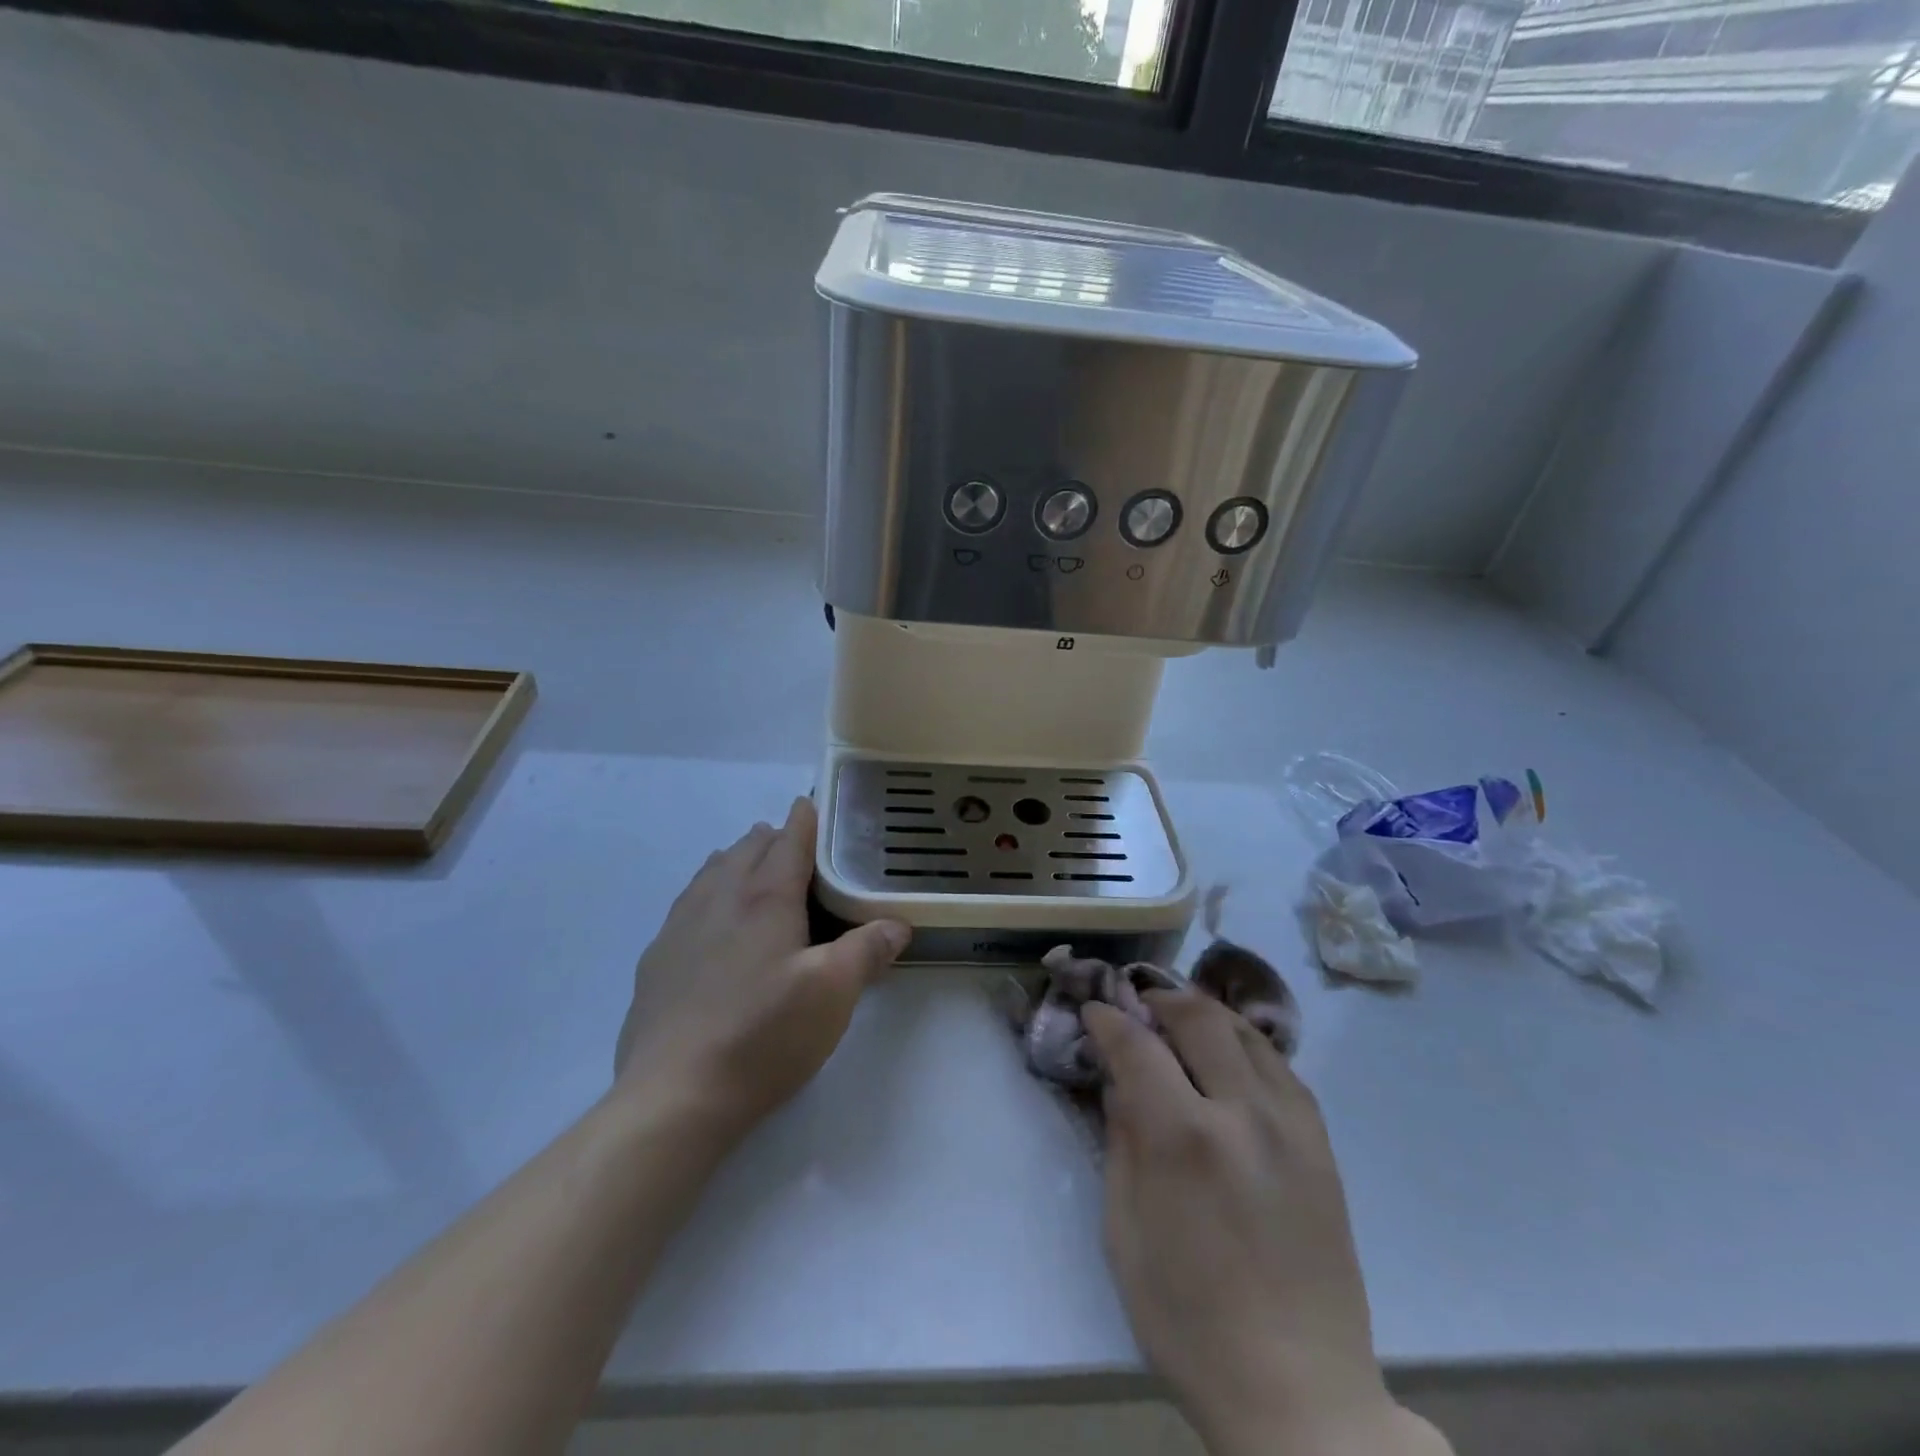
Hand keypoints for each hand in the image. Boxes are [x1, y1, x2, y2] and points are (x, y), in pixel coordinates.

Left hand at [614, 796, 909, 1140]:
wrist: (674, 1095)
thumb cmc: (764, 1034)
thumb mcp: (833, 994)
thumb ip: (867, 950)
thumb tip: (898, 923)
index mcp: (765, 898)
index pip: (789, 842)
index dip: (803, 820)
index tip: (810, 803)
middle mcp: (719, 899)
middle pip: (746, 850)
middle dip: (771, 837)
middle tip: (792, 840)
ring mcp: (680, 928)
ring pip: (710, 873)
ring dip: (735, 859)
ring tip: (749, 861)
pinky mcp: (657, 960)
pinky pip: (686, 904)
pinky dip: (706, 891)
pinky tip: (709, 917)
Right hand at [1084, 993, 1447, 1455]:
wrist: (1301, 1394)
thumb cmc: (1190, 1321)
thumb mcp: (1125, 1233)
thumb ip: (1121, 1142)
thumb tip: (1119, 1083)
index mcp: (1184, 1138)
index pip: (1137, 1044)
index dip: (1109, 1019)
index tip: (1094, 1012)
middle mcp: (1242, 1113)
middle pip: (1199, 1018)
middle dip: (1161, 1000)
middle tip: (1139, 1006)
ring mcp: (1291, 1125)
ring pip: (1247, 1031)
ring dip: (1206, 1014)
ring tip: (1181, 1020)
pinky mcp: (1321, 1145)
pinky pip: (1280, 1067)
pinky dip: (1246, 1045)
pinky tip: (1230, 1060)